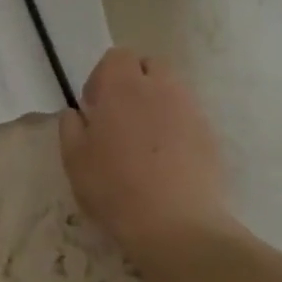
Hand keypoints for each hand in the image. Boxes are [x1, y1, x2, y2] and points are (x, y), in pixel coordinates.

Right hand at [59, 48, 229, 252]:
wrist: (176, 225)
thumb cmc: (114, 187)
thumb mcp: (74, 159)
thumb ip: (70, 127)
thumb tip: (77, 113)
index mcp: (123, 86)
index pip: (117, 56)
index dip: (103, 77)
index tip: (95, 108)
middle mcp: (160, 88)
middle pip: (149, 66)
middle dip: (135, 82)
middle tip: (120, 118)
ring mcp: (190, 110)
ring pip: (172, 91)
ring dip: (157, 104)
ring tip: (145, 141)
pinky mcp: (210, 136)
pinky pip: (189, 118)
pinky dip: (177, 128)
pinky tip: (167, 161)